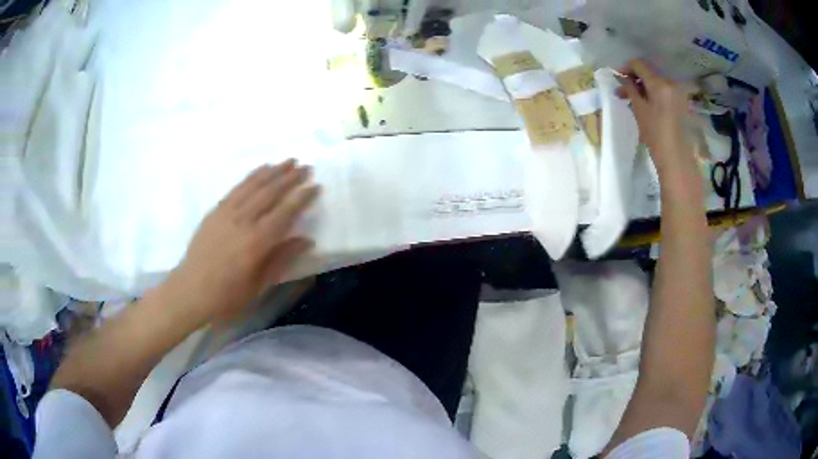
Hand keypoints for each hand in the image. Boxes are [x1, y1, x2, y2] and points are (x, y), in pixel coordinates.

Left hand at [169, 160, 318, 323]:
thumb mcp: (259, 285)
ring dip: (273, 171)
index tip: (316, 185)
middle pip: (270, 192)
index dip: (302, 197)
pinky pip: (236, 188)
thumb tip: (306, 240)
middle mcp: (243, 221)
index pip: (285, 212)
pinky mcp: (215, 211)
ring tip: (288, 161)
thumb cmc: (227, 296)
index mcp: (257, 242)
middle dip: (290, 177)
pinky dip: (251, 176)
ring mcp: (227, 213)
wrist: (190, 291)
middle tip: (306, 166)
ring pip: (253, 185)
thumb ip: (282, 259)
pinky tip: (261, 170)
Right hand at [616, 59, 697, 173]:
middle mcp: (671, 83)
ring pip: (657, 82)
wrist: (676, 158)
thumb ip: (630, 90)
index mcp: (660, 83)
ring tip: (635, 100)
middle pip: (649, 73)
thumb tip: (624, 79)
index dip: (626, 68)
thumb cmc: (655, 135)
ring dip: (645, 87)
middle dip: (635, 79)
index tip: (617, 77)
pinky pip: (665, 91)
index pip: (639, 64)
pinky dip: (654, 94)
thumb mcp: (639, 110)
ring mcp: (678, 93)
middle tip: (624, 91)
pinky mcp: (682, 102)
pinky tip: (648, 105)